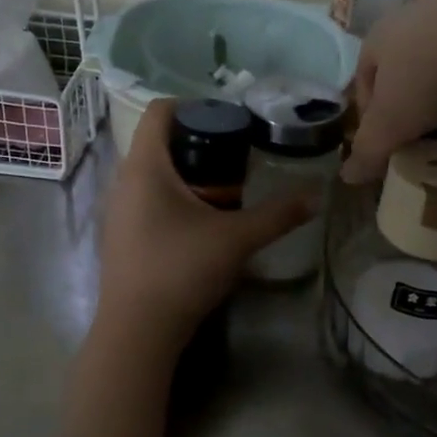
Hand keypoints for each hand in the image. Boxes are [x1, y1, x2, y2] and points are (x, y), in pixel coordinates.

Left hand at [96, 99, 313, 356]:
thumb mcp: (237, 239)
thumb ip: (279, 214)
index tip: (229, 120)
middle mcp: (124, 180)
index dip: (194, 105)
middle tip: (238, 156)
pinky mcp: (120, 236)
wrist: (137, 331)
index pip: (159, 110)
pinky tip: (202, 223)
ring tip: (225, 190)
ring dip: (188, 174)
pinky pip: (147, 199)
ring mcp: (118, 210)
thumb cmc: (181, 270)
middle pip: (159, 142)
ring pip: (154, 174)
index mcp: (145, 166)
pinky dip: (174, 198)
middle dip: (199, 142)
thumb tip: (318, 195)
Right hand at [342, 0, 436, 183]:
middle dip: (415, 100)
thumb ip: (369, 150)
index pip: (365, 78)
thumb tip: (348, 177)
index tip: (385, 141)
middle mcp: (414, 16)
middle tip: (426, 132)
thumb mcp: (391, 123)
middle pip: (406, 66)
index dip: (370, 112)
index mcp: (379, 37)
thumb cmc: (425, 75)